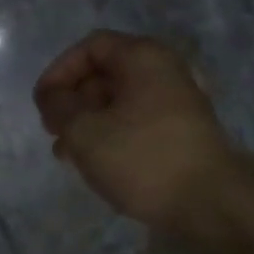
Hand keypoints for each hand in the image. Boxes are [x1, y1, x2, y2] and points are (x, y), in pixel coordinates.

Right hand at [33, 30, 253, 236]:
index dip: (59, 71)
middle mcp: (164, 71)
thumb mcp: (84, 131)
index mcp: (143, 58)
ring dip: (87, 121)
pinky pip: (135, 121)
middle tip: (52, 130)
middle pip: (105, 73)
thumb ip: (58, 106)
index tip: (42, 104)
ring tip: (65, 153)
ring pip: (118, 101)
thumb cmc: (142, 159)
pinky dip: (110, 134)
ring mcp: (177, 102)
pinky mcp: (182, 132)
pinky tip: (93, 163)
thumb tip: (53, 96)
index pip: (91, 47)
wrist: (210, 206)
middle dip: (72, 100)